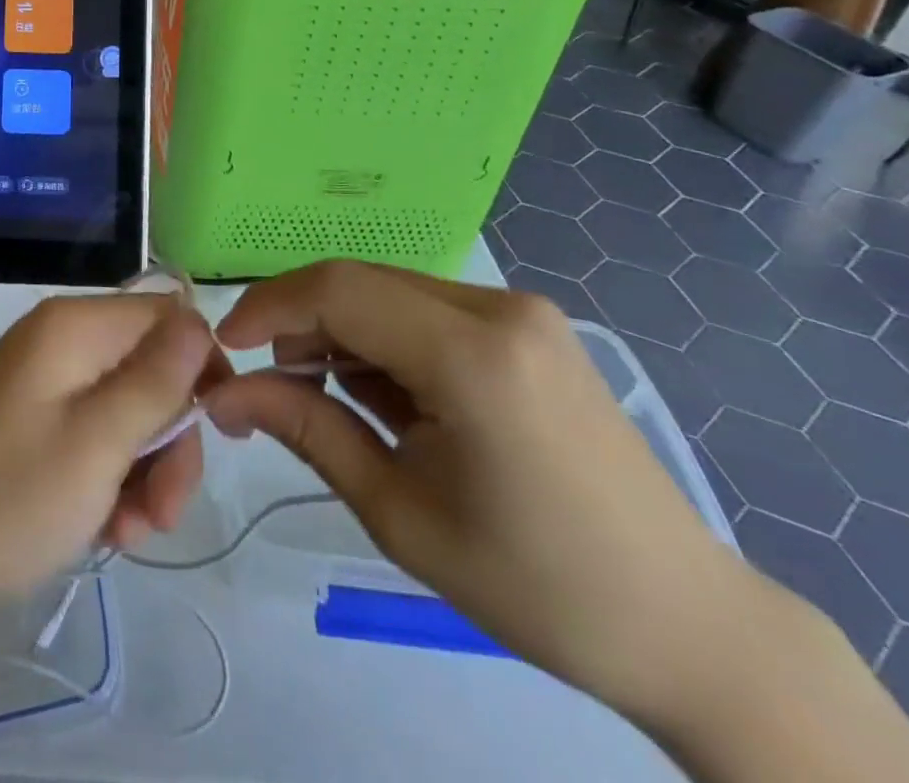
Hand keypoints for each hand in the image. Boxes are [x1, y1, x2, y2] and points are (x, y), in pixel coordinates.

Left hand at [0, 295, 221, 609]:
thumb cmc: (7, 497)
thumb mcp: (97, 443)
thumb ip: (155, 380)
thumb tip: (198, 319)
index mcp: (75, 327)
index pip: (168, 317)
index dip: (202, 370)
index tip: (217, 436)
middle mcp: (60, 340)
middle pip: (150, 370)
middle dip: (170, 441)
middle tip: (163, 513)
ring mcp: (43, 381)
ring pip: (126, 410)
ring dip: (143, 471)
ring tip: (129, 533)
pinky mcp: (31, 419)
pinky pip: (92, 434)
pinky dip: (108, 478)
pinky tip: (104, 529)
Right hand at [206, 261, 757, 728]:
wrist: (686, 625)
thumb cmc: (534, 584)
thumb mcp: (398, 510)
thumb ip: (304, 429)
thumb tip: (222, 394)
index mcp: (473, 355)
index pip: (337, 290)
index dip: (268, 308)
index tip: (226, 348)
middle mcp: (499, 308)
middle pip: (359, 283)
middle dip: (302, 325)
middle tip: (276, 387)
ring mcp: (522, 311)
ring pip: (389, 292)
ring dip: (343, 333)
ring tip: (338, 402)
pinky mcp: (530, 326)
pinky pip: (426, 309)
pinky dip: (386, 339)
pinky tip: (392, 397)